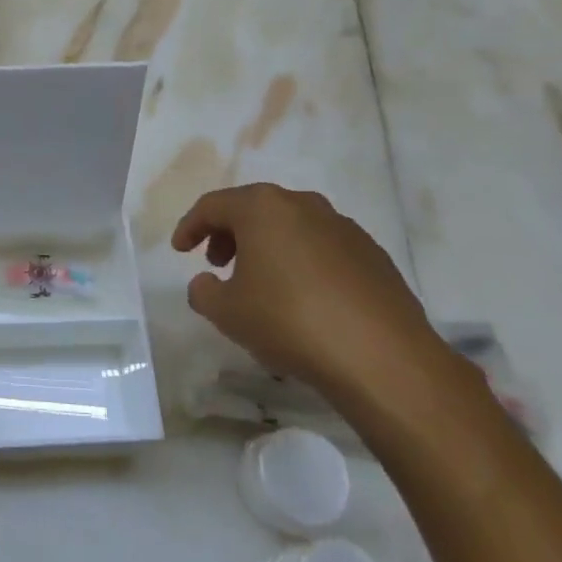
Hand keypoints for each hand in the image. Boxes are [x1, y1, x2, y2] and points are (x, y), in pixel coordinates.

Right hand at [172, 183, 440, 395]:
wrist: (382, 357)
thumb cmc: (290, 321)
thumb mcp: (227, 312)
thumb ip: (203, 291)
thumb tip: (206, 282)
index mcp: (263, 208)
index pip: (212, 205)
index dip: (190, 227)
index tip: (179, 251)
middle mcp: (303, 205)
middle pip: (254, 209)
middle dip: (229, 233)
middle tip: (217, 264)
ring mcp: (343, 227)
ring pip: (291, 226)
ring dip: (267, 247)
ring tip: (260, 283)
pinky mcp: (372, 254)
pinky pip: (322, 248)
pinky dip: (302, 262)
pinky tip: (303, 298)